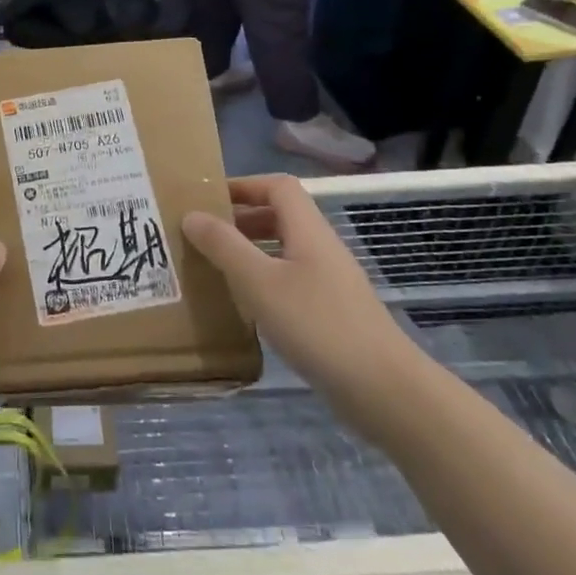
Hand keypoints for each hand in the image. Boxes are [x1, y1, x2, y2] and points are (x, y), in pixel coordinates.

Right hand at [182, 176, 420, 435]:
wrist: (383, 389)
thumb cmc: (317, 325)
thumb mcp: (259, 282)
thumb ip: (224, 246)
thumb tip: (192, 214)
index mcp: (308, 231)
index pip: (278, 187)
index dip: (244, 185)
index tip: (207, 200)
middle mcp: (321, 248)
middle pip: (281, 215)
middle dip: (241, 218)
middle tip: (203, 235)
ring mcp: (330, 281)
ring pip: (285, 250)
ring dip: (250, 250)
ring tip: (215, 266)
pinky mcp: (331, 312)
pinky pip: (291, 280)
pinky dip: (264, 280)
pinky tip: (245, 305)